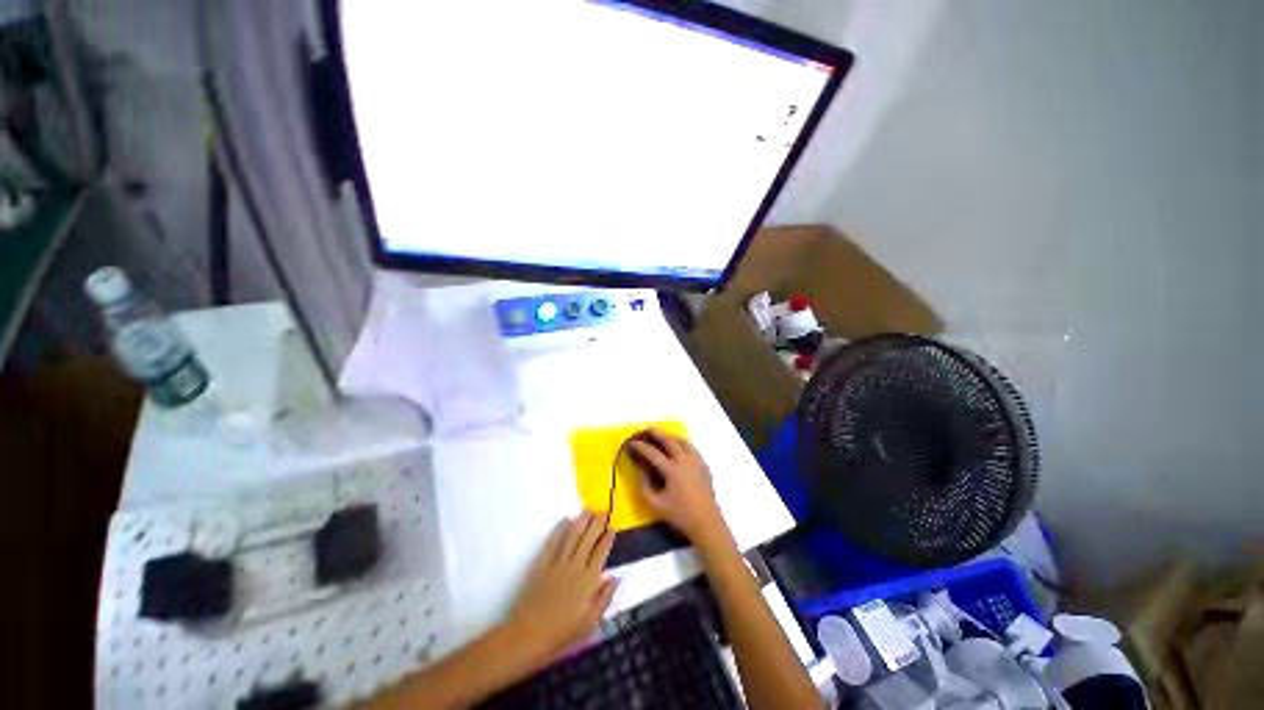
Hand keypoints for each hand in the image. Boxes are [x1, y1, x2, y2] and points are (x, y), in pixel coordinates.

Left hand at [504, 511, 617, 667]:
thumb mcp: (590, 622)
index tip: (612, 528)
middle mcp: (575, 566)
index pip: (601, 553)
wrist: (528, 634)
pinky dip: (560, 529)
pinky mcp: (542, 563)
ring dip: (581, 521)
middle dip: (597, 523)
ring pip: (572, 535)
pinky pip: (553, 541)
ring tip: (588, 509)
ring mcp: (558, 562)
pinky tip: (566, 520)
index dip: (607, 539)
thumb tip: (616, 577)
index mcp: (588, 580)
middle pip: (588, 538)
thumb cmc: (562, 632)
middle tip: (603, 510)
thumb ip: (604, 598)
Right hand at [628, 429, 729, 546]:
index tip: (632, 443)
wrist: (707, 523)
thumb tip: (641, 473)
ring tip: (665, 436)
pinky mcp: (704, 468)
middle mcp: (685, 461)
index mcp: (672, 470)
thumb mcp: (656, 505)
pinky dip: (684, 445)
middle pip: (670, 441)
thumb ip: (645, 488)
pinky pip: (693, 450)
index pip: (653, 453)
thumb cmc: (680, 515)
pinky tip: (681, 450)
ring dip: (673, 437)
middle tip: (649, 429)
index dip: (641, 447)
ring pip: (684, 443)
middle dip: (658, 434)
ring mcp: (697, 463)